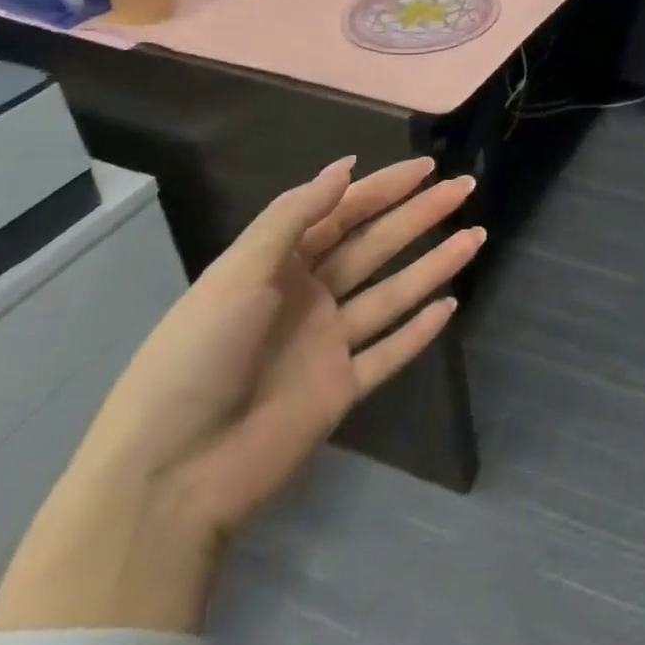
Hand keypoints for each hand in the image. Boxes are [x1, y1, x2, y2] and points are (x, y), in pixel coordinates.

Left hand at [0, 155, 482, 632]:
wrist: (168, 477)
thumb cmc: (195, 358)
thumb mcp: (238, 274)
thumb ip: (294, 217)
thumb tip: (345, 166)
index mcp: (277, 266)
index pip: (341, 213)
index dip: (384, 188)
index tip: (427, 166)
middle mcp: (307, 297)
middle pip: (375, 246)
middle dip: (420, 215)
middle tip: (465, 188)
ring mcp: (327, 345)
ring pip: (392, 293)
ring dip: (434, 264)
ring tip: (476, 236)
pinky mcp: (341, 390)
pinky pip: (389, 352)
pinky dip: (419, 330)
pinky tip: (451, 306)